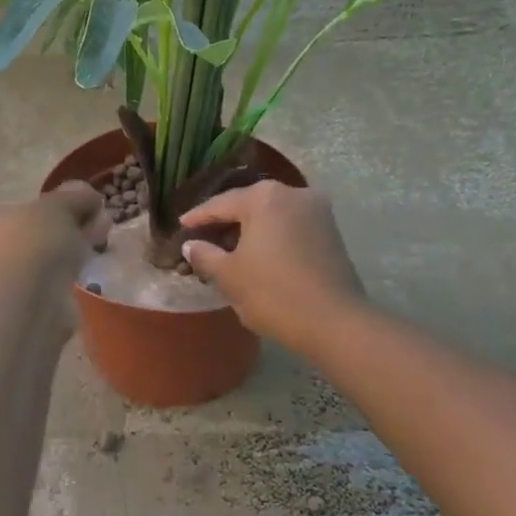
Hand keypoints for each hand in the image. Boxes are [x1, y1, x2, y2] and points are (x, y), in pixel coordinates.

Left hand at [0, 183, 108, 297]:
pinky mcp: (13, 318)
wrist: (23, 307)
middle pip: (25, 240)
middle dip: (60, 233)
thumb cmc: (28, 245)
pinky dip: (63, 283)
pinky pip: (43, 292)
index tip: (77, 211)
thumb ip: (72, 198)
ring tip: (97, 247)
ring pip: (35, 268)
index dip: (47, 210)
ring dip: (64, 258)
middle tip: (93, 227)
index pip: (9, 212)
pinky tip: (85, 276)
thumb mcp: (55, 208)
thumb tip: (88, 193)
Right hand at [180, 182, 364, 353]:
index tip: (181, 226)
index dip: (198, 217)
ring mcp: (317, 211)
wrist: (334, 322)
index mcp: (264, 197)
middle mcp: (293, 194)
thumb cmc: (272, 293)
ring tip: (228, 249)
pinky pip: (290, 226)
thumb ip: (205, 255)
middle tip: (202, 237)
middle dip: (225, 221)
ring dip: (250, 229)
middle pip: (249, 204)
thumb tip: (191, 244)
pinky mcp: (331, 231)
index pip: (221, 203)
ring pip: (272, 215)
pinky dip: (271, 236)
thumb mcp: (229, 276)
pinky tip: (257, 254)